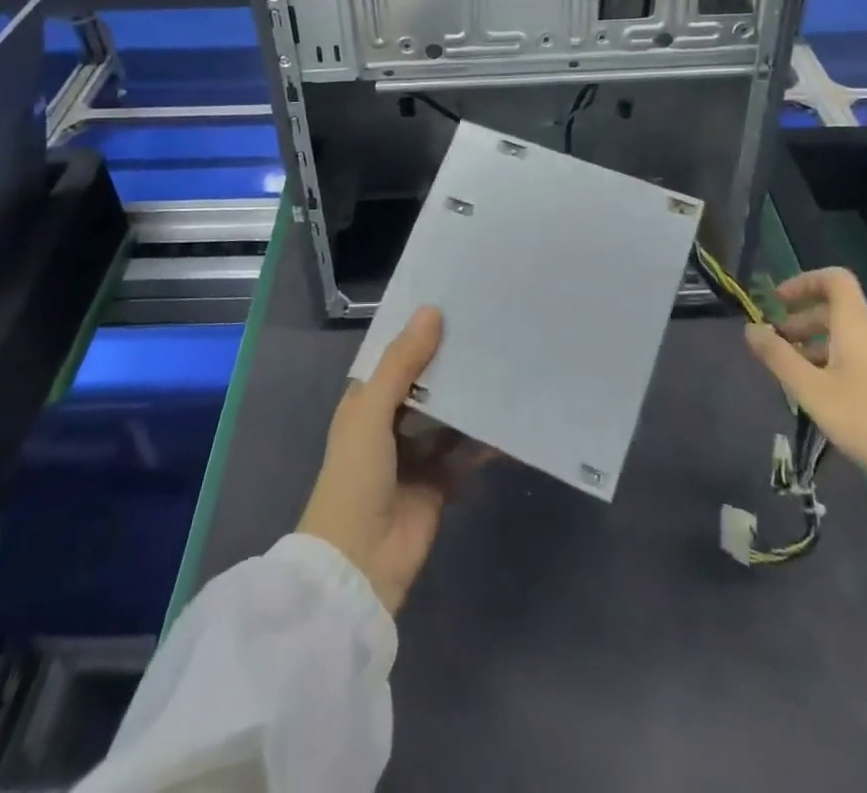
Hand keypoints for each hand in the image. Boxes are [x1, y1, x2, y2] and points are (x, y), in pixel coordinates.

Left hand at [299, 307, 476, 615]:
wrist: (359, 565)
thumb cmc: (356, 476)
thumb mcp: (372, 411)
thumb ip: (402, 363)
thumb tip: (432, 310)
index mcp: (366, 402)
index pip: (394, 357)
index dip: (417, 332)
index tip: (452, 301)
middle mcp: (390, 423)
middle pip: (425, 384)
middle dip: (450, 363)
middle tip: (490, 328)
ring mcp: (415, 455)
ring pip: (447, 417)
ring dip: (469, 399)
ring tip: (506, 364)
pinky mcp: (439, 484)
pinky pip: (465, 454)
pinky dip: (484, 441)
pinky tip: (510, 420)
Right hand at [743, 267, 866, 506]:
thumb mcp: (811, 390)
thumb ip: (777, 356)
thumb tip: (751, 328)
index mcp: (858, 325)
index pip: (835, 279)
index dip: (803, 282)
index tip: (777, 303)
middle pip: (838, 309)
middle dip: (802, 320)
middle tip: (777, 345)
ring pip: (850, 336)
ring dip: (817, 344)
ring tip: (795, 375)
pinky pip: (864, 356)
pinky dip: (837, 361)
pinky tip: (827, 396)